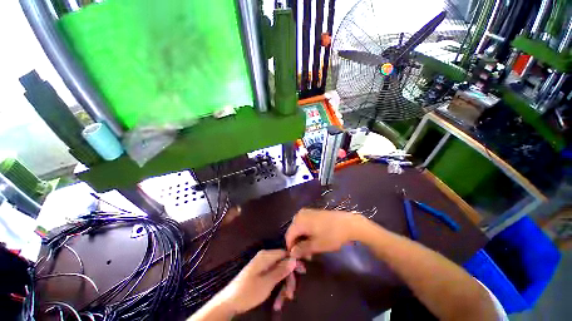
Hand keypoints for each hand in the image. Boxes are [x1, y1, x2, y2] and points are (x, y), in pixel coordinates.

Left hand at [216, 249, 302, 314]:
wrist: (229, 302)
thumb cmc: (248, 291)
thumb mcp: (267, 282)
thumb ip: (281, 270)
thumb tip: (294, 259)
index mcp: (266, 256)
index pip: (285, 253)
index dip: (294, 262)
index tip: (302, 273)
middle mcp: (265, 258)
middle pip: (282, 264)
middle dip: (287, 279)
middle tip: (290, 295)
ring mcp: (262, 266)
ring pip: (278, 273)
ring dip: (282, 287)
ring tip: (281, 303)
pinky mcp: (260, 274)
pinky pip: (272, 277)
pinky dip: (276, 288)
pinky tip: (276, 301)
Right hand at [286, 208, 362, 258]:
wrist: (348, 223)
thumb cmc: (332, 235)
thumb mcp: (316, 245)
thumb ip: (302, 249)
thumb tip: (292, 253)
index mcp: (299, 221)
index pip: (289, 236)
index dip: (291, 248)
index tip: (297, 259)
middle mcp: (300, 214)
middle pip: (294, 231)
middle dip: (298, 244)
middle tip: (306, 256)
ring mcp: (307, 212)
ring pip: (299, 228)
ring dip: (303, 239)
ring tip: (311, 250)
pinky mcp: (313, 213)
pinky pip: (305, 223)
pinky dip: (307, 233)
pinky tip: (314, 240)